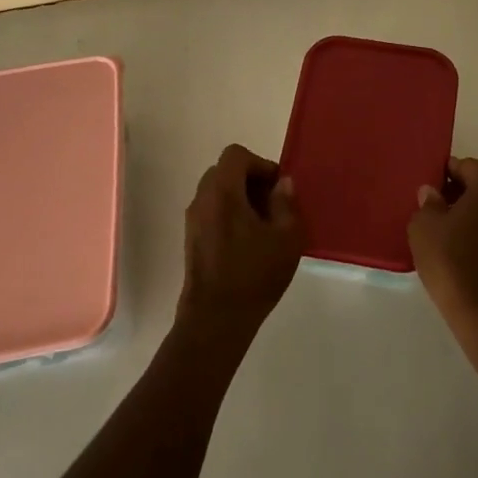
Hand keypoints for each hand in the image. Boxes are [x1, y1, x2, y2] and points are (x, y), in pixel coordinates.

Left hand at [176, 144, 304, 342]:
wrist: (215, 321)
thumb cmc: (254, 275)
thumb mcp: (287, 238)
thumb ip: (286, 204)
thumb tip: (282, 184)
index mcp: (223, 192)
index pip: (236, 155)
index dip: (260, 164)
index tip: (277, 188)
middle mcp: (202, 199)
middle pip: (225, 171)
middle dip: (251, 180)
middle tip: (273, 204)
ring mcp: (193, 220)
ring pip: (217, 192)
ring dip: (240, 198)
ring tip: (263, 226)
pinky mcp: (191, 240)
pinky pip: (211, 211)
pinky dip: (229, 214)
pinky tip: (247, 243)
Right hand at [409, 156, 477, 345]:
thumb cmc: (453, 261)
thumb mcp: (424, 227)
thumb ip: (427, 202)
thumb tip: (432, 193)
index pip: (461, 166)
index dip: (440, 178)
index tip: (425, 195)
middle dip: (455, 194)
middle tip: (431, 213)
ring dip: (469, 213)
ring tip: (444, 233)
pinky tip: (461, 249)